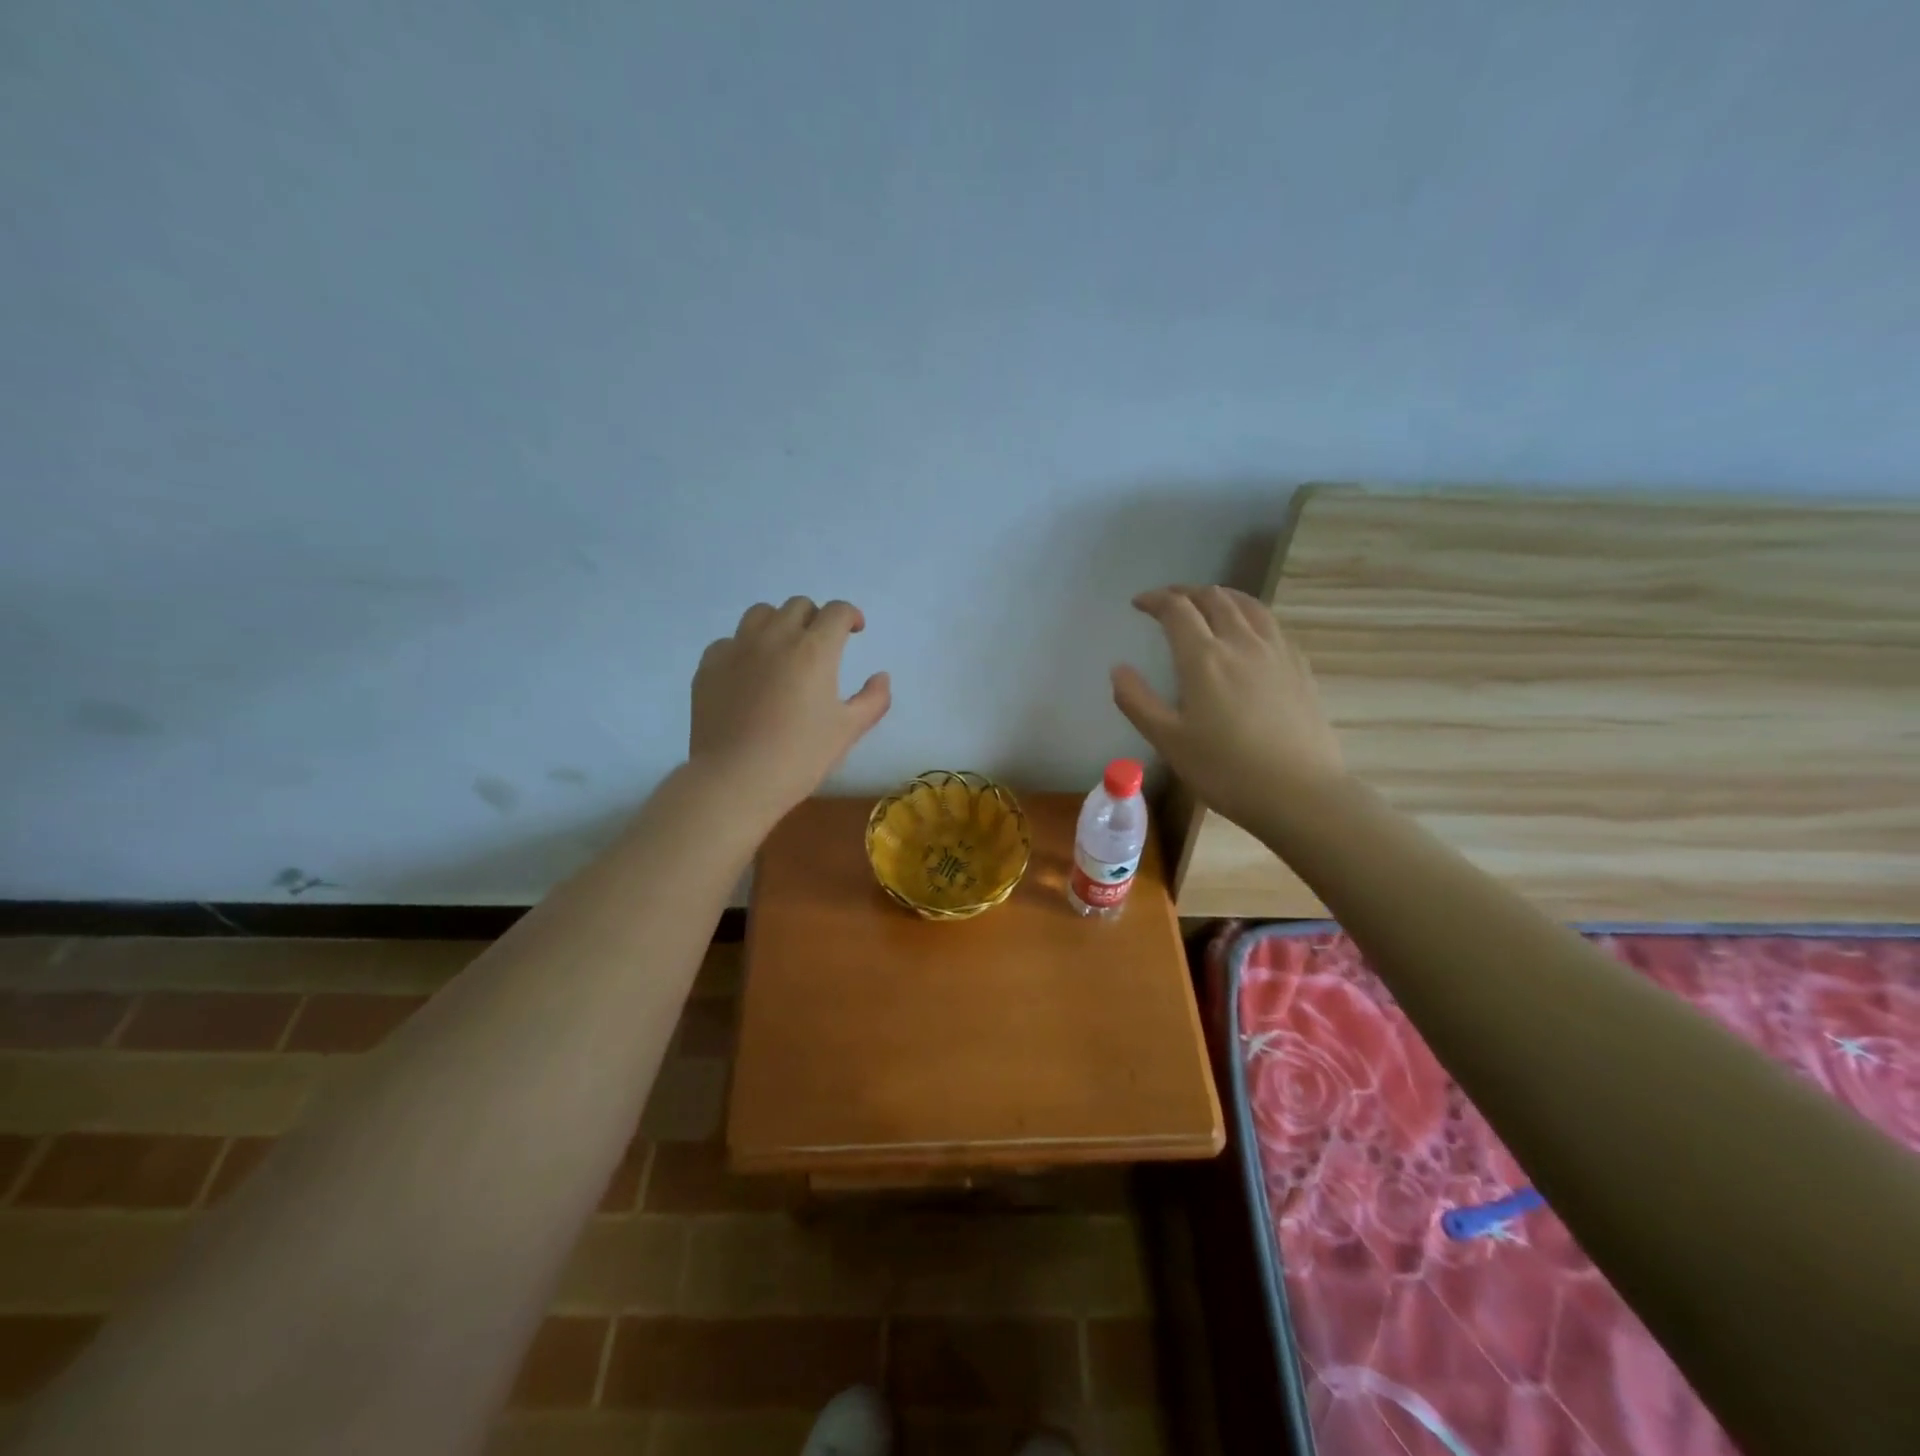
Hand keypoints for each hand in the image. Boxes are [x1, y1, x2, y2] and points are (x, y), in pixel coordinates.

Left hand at [689, 597, 890, 821]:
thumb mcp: (848, 731)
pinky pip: (730, 641)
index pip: (837, 611)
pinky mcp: (709, 665)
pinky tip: (749, 673)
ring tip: (783, 650)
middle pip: (799, 606)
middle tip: (821, 645)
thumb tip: (881, 676)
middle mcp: (775, 637)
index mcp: (814, 650)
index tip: (854, 631)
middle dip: (816, 618)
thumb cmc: (799, 756)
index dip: (850, 616)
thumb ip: (873, 700)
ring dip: (779, 624)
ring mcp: (737, 648)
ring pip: (761, 614)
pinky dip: (745, 648)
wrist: (735, 780)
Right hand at [1111, 585, 1345, 831]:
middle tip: (1168, 601)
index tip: (1139, 604)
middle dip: (1186, 593)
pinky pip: (1272, 624)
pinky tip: (1249, 631)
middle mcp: (1241, 642)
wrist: (1299, 793)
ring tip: (1208, 603)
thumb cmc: (1225, 770)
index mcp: (1203, 658)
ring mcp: (1276, 652)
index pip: (1176, 609)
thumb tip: (1118, 669)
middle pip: (1214, 598)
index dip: (1155, 600)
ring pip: (1248, 605)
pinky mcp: (1299, 668)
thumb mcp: (1168, 741)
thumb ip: (1137, 701)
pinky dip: (1250, 614)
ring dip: (1221, 596)